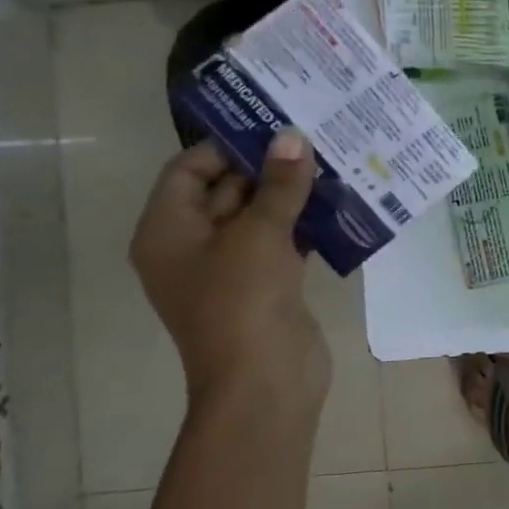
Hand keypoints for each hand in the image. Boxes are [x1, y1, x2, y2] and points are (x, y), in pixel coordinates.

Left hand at [131, 131, 328, 408]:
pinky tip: (340, 204)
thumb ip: (279, 184)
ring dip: (291, 194)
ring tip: (333, 163)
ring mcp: (230, 268)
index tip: (273, 126)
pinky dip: (305, 224)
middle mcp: (192, 246)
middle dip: (268, 166)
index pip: (188, 170)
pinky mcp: (265, 285)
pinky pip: (282, 242)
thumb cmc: (243, 301)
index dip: (227, 145)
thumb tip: (293, 137)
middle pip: (226, 190)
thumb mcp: (260, 234)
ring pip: (259, 216)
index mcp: (167, 231)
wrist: (264, 382)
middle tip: (313, 137)